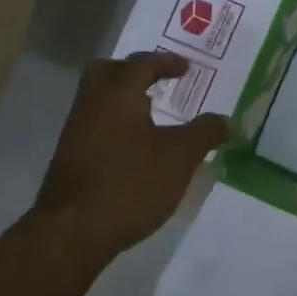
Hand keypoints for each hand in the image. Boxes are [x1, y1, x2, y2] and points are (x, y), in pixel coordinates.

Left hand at [34, 51, 229, 253]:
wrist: (72, 233)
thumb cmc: (131, 183)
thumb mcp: (180, 157)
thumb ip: (205, 133)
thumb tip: (226, 121)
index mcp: (118, 95)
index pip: (141, 64)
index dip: (166, 62)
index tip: (186, 68)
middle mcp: (92, 106)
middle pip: (107, 72)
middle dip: (133, 71)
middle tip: (157, 81)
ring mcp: (76, 134)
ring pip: (98, 100)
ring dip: (124, 100)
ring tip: (154, 116)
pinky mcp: (71, 160)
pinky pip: (96, 126)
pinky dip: (117, 125)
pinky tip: (137, 148)